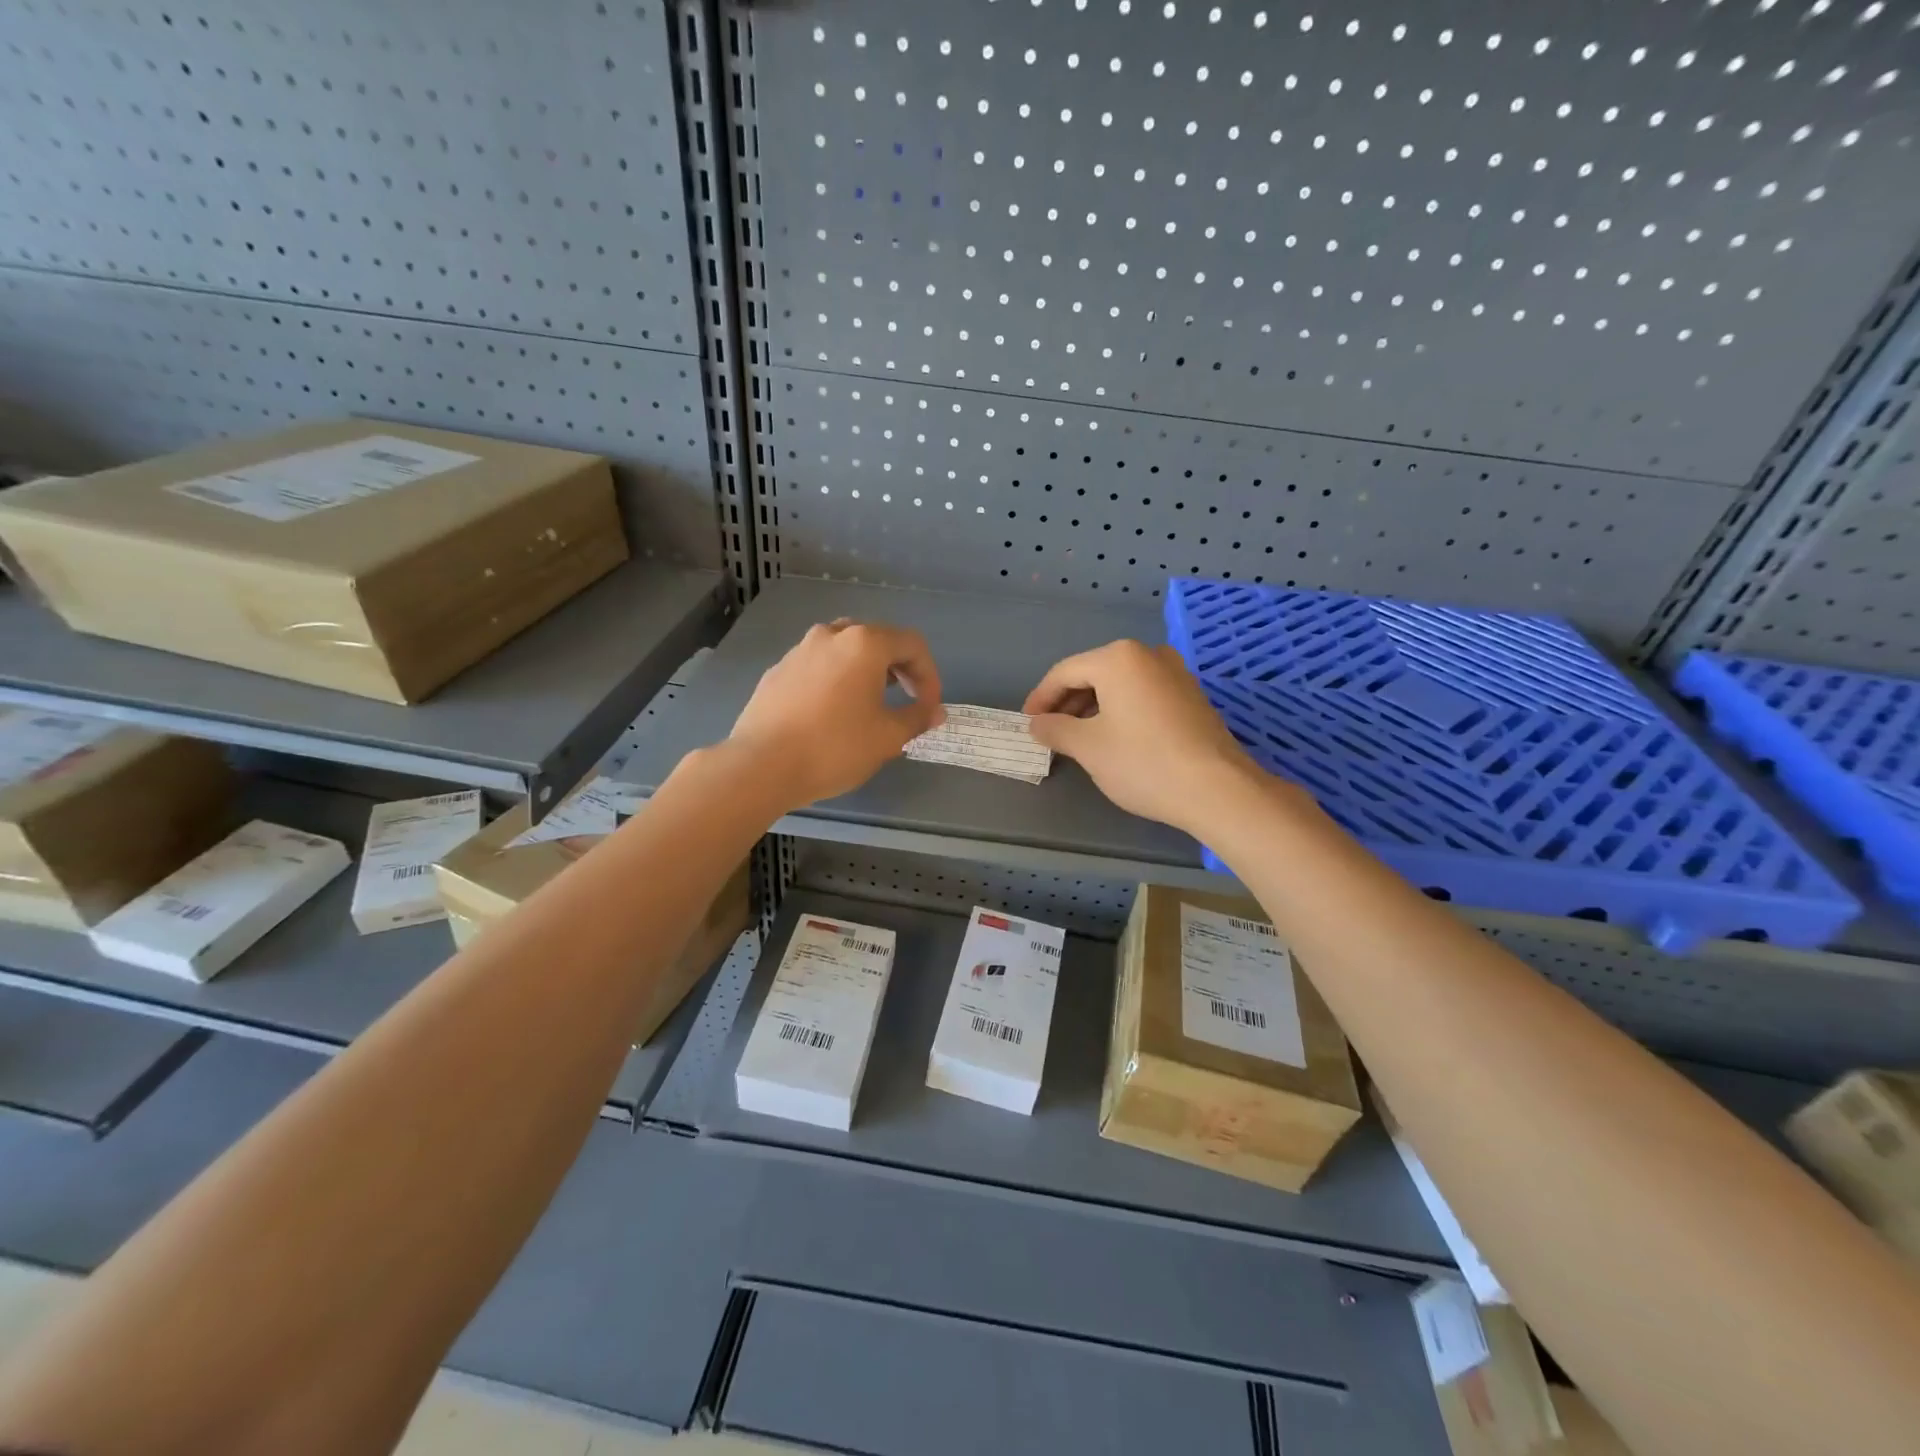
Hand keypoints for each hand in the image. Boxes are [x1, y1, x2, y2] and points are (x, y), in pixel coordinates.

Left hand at [728, 620, 943, 809]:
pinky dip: (836, 679)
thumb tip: (935, 711)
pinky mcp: (777, 671)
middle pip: (877, 640)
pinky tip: (833, 712)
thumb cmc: (834, 747)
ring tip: (872, 702)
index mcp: (864, 644)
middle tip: (908, 698)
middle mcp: (831, 635)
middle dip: (899, 668)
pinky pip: (818, 666)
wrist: (761, 765)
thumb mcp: (888, 737)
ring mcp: (799, 651)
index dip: (929, 675)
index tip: (929, 707)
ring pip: (844, 650)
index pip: (912, 645)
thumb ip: (917, 718)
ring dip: (866, 671)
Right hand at [1023, 640, 1273, 834]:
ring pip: (1120, 684)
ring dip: (1093, 707)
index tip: (1028, 723)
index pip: (1065, 672)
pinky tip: (1114, 737)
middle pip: (1094, 673)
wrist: (1216, 789)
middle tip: (1050, 732)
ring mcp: (1175, 672)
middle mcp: (1148, 654)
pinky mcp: (1191, 695)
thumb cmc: (1143, 762)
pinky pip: (1143, 694)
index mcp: (1118, 658)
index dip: (1041, 698)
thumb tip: (1037, 724)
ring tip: (1078, 738)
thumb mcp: (1088, 747)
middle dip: (1068, 703)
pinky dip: (1121, 710)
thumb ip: (1055, 729)